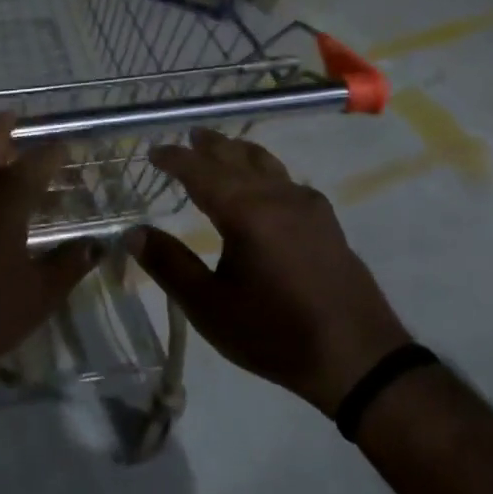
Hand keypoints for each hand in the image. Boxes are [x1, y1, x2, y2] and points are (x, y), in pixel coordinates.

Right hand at [128, 129, 408, 414]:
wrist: (358, 357)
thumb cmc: (275, 333)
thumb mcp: (210, 307)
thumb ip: (170, 265)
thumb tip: (133, 233)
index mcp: (247, 212)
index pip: (202, 171)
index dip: (176, 159)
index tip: (154, 151)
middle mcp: (278, 197)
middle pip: (237, 158)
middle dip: (210, 146)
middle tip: (189, 136)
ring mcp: (308, 206)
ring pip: (267, 164)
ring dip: (240, 152)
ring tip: (223, 148)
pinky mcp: (327, 222)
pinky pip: (287, 180)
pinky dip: (265, 171)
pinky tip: (265, 186)